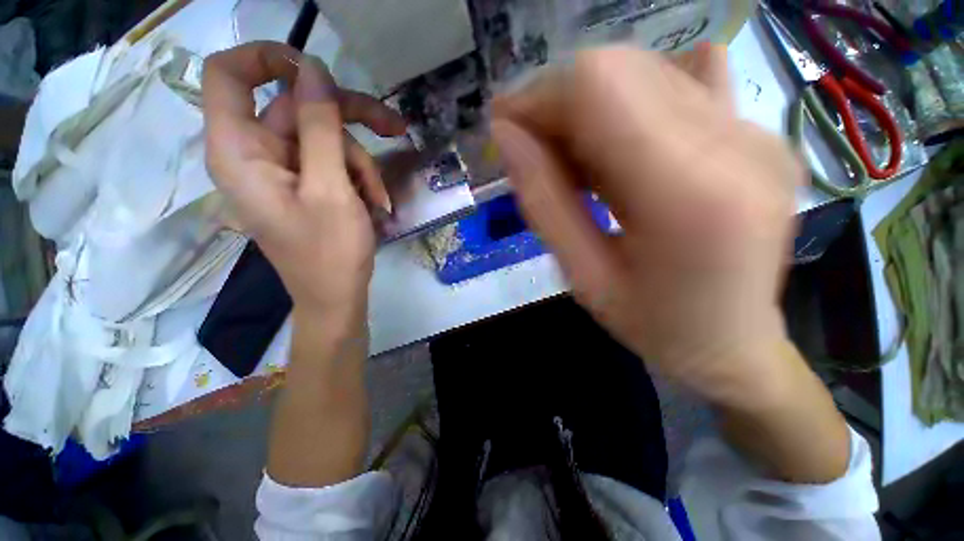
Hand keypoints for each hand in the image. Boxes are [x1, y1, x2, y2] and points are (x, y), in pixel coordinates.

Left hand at [202, 42, 406, 326]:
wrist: (336, 296)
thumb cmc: (329, 252)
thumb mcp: (331, 189)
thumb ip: (320, 126)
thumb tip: (315, 70)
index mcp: (240, 152)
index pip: (228, 75)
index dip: (267, 58)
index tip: (315, 70)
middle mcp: (255, 154)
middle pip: (295, 108)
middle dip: (348, 118)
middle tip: (394, 127)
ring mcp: (282, 170)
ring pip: (324, 137)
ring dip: (361, 163)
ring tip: (381, 198)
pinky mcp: (304, 184)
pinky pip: (331, 162)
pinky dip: (358, 178)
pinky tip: (377, 203)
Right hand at [491, 44, 806, 405]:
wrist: (734, 345)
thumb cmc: (653, 325)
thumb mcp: (582, 275)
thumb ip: (542, 201)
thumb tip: (505, 136)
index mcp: (688, 193)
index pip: (598, 88)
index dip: (539, 97)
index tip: (505, 127)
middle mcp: (737, 144)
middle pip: (621, 69)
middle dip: (559, 102)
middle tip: (534, 149)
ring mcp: (758, 133)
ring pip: (646, 71)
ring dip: (591, 107)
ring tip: (575, 161)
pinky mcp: (761, 135)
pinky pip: (683, 83)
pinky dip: (632, 105)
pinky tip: (622, 148)